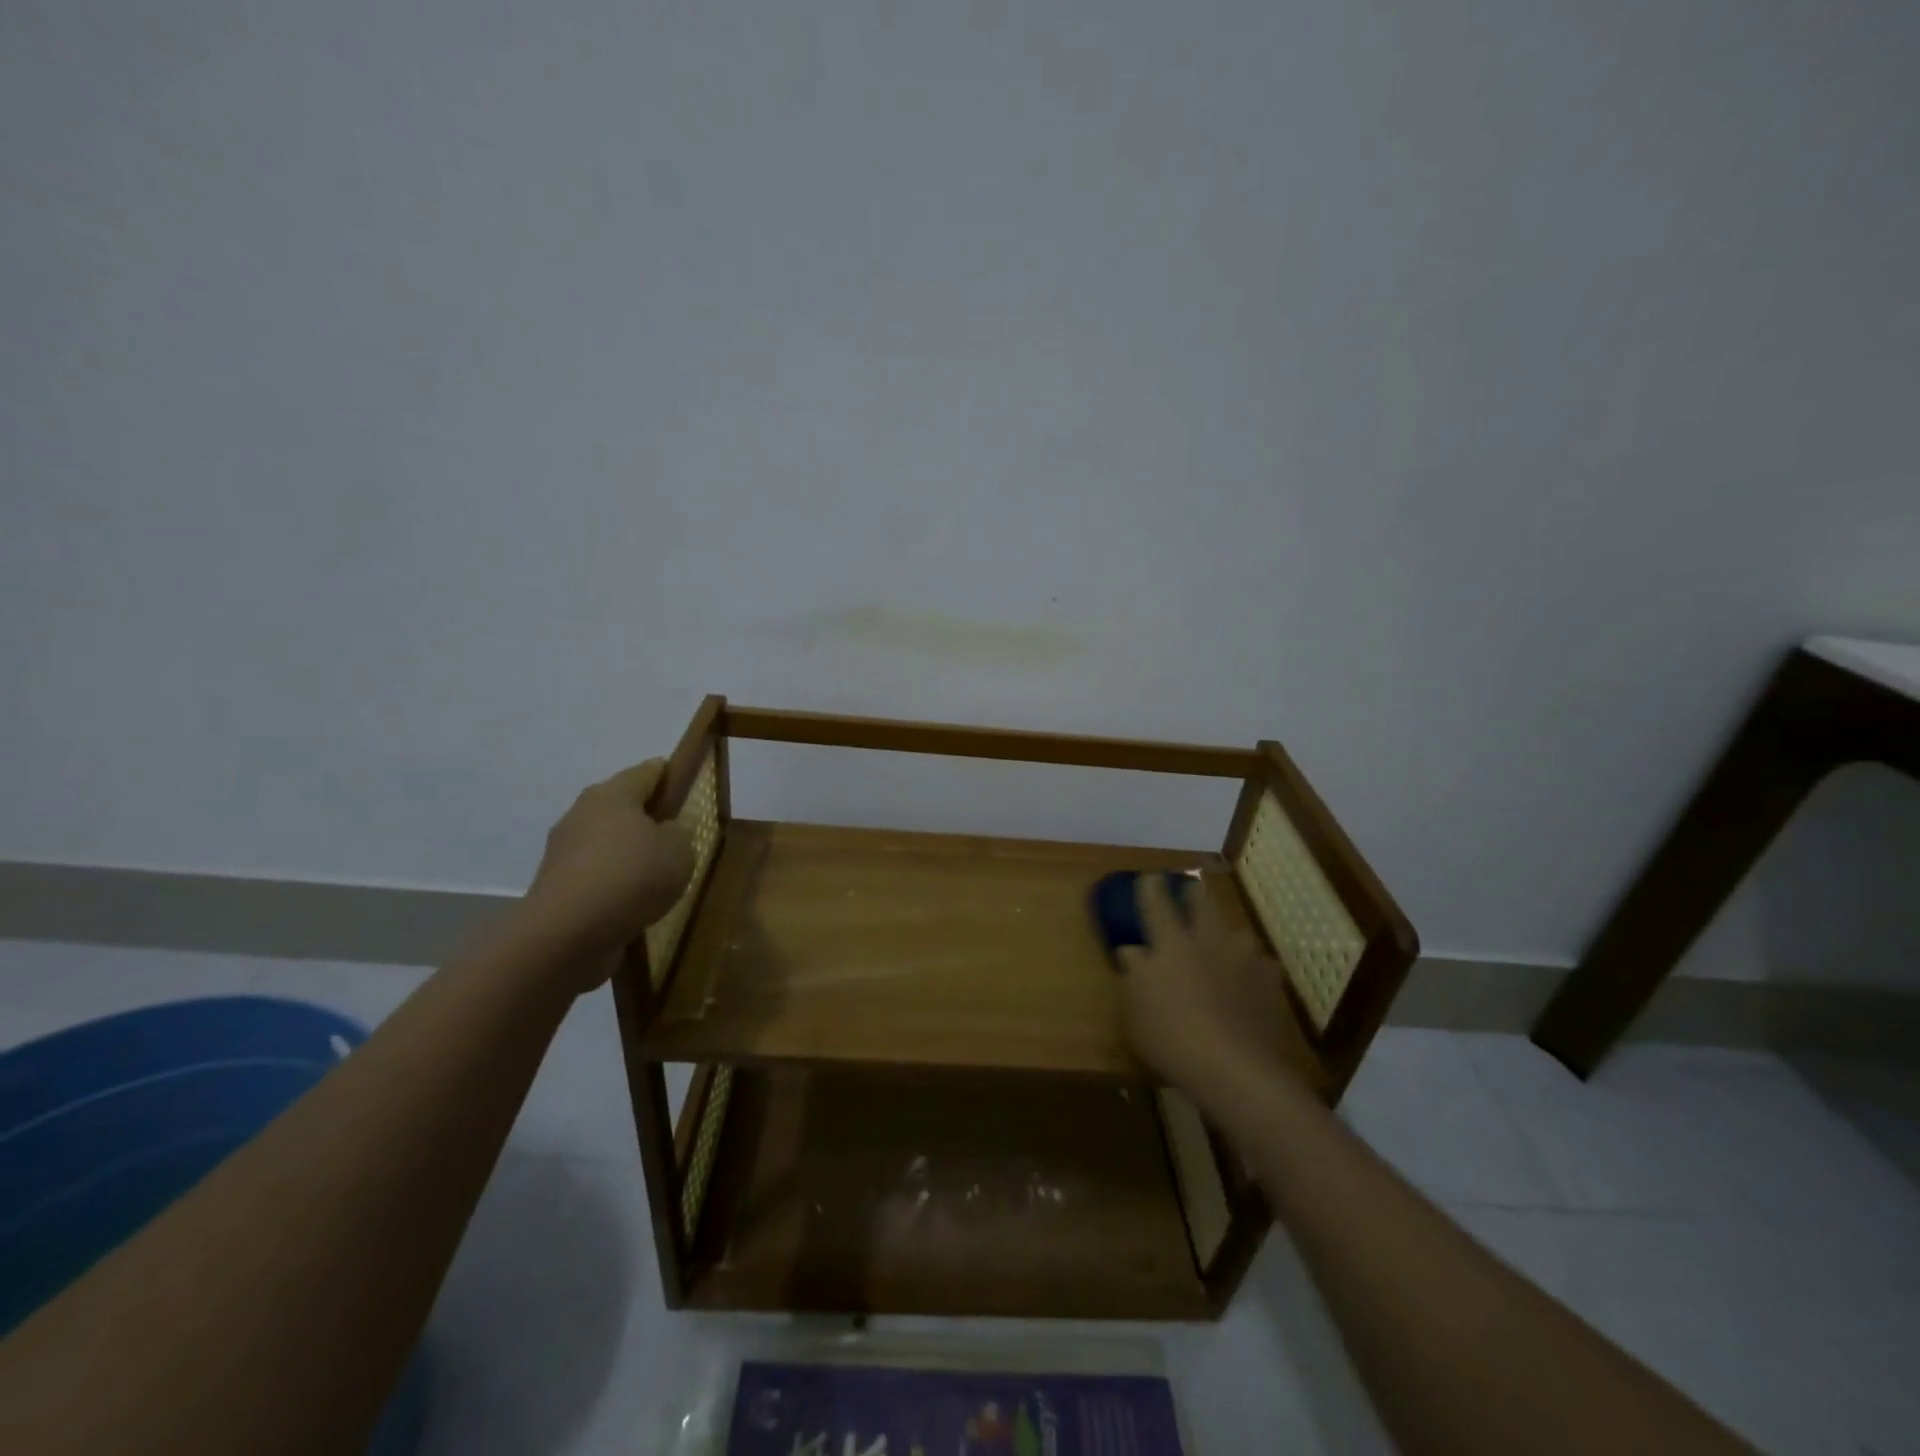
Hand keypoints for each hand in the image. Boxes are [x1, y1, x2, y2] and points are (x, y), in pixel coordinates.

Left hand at [522, 760, 695, 971]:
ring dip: (629, 854)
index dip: (672, 775)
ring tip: (658, 877)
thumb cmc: (631, 877)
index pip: (649, 771)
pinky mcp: (557, 885)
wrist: (566, 935)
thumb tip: (666, 832)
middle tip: (679, 838)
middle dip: (649, 818)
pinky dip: (614, 883)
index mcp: (613, 794)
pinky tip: (634, 901)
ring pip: (608, 842)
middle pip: (624, 806)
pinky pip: (596, 874)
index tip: (690, 789)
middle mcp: (583, 813)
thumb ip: (680, 833)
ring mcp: (565, 850)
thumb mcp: (679, 849)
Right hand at [1116, 872, 1313, 1093]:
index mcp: (1170, 944)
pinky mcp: (1270, 985)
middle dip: (1195, 895)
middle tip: (1192, 888)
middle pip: (1203, 907)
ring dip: (1230, 934)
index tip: (1150, 876)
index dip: (1152, 888)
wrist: (1233, 1067)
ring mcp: (1242, 961)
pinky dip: (1256, 969)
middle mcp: (1207, 943)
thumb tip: (1132, 950)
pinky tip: (1254, 980)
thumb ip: (1133, 974)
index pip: (1157, 905)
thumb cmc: (1170, 1035)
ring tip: (1228, 940)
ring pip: (1239, 934)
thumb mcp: (1133, 1009)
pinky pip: (1263, 967)